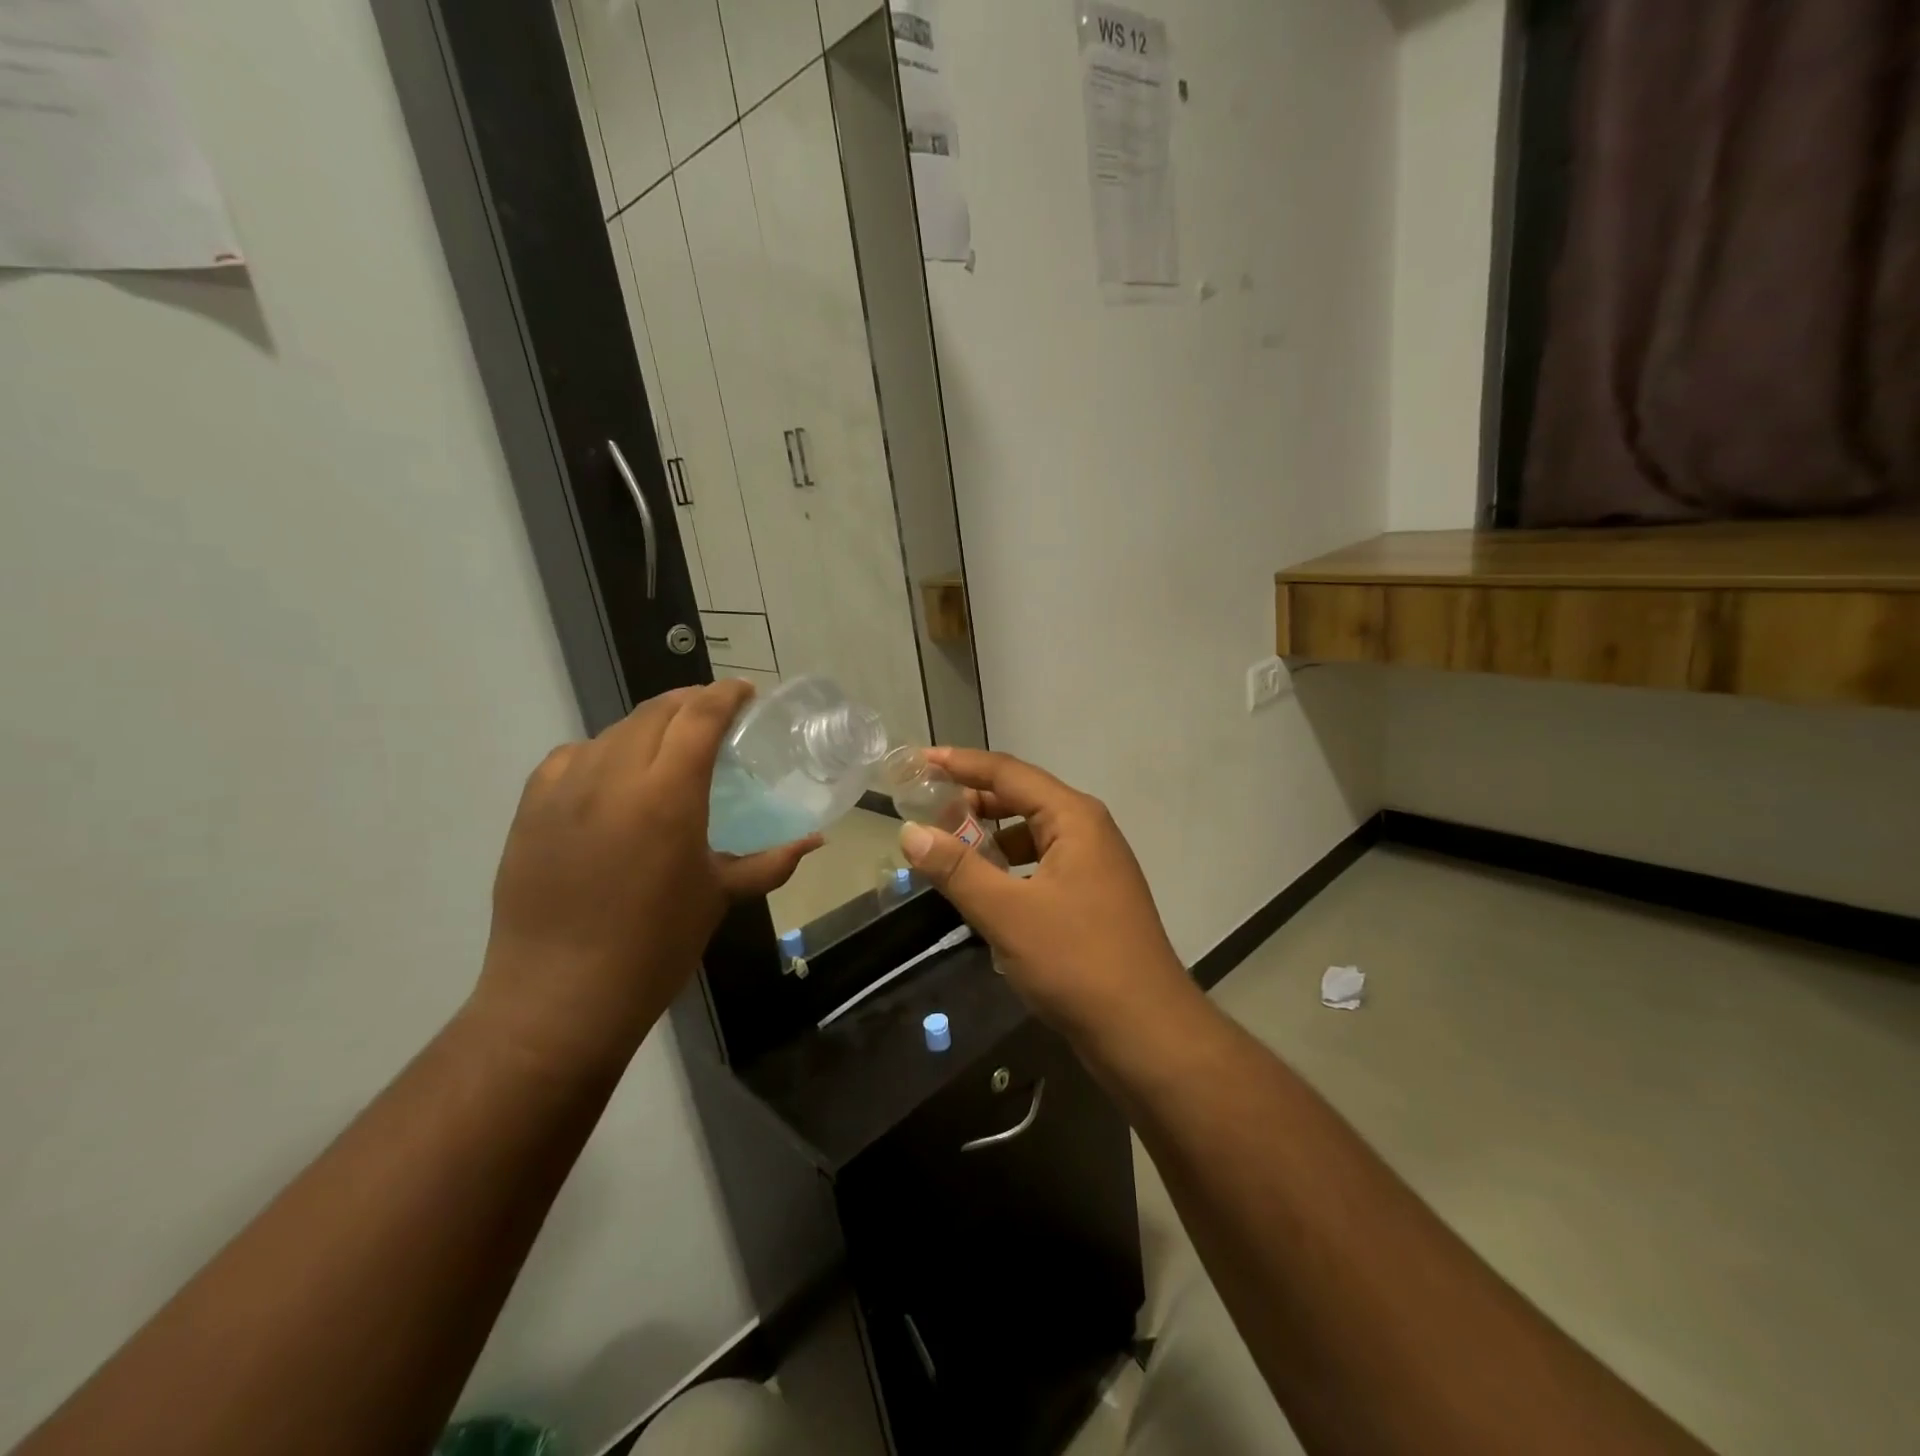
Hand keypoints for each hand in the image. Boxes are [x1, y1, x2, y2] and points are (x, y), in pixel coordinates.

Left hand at [471, 681, 819, 1071]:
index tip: (746, 693)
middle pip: (657, 711)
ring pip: (614, 730)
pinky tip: (615, 776)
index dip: (726, 695)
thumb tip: (815, 841)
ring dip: (650, 725)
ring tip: (670, 746)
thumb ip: (771, 861)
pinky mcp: (530, 808)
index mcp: (668, 794)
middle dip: (691, 702)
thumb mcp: (719, 897)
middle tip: (717, 717)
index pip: (700, 716)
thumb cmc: (655, 947)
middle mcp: (614, 775)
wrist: (560, 996)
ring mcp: (565, 788)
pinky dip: (604, 751)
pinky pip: (572, 756)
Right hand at [897, 748, 1195, 1049]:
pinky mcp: (1091, 899)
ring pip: (1031, 837)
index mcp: (1074, 818)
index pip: (1009, 774)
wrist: (1145, 1031)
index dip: (962, 764)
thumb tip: (910, 832)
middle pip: (1022, 800)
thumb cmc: (1077, 961)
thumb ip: (957, 869)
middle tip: (924, 810)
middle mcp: (1087, 832)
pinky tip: (982, 892)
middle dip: (973, 803)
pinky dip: (1008, 870)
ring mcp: (1093, 867)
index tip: (920, 761)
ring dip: (989, 840)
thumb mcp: (1008, 913)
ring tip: (945, 852)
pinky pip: (1040, 868)